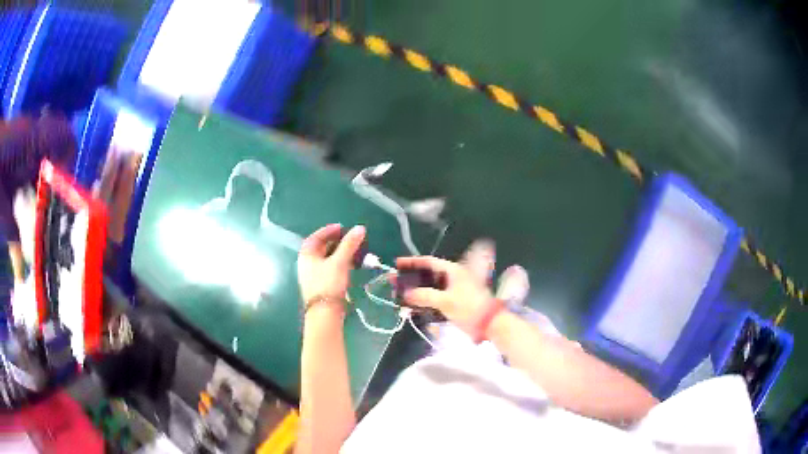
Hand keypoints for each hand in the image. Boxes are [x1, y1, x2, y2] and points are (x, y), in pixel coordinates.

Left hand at [298, 224, 365, 308]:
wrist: (324, 312)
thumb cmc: (328, 283)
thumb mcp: (340, 262)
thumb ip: (349, 244)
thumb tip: (360, 228)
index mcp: (306, 254)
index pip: (316, 237)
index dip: (328, 230)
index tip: (341, 227)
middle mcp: (306, 263)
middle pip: (321, 248)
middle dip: (335, 242)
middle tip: (349, 239)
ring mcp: (312, 275)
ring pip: (325, 259)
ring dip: (338, 253)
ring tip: (353, 252)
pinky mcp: (319, 285)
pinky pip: (328, 268)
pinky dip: (338, 264)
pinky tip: (349, 266)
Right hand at [396, 256, 494, 335]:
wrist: (489, 323)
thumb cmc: (468, 308)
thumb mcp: (445, 301)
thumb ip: (424, 296)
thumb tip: (407, 294)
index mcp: (453, 271)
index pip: (429, 262)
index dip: (412, 262)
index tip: (397, 264)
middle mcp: (453, 277)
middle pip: (428, 275)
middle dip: (411, 278)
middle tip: (395, 281)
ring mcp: (454, 290)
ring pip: (431, 288)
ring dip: (416, 291)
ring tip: (400, 294)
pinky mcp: (454, 302)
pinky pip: (435, 298)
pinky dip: (424, 301)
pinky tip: (412, 307)